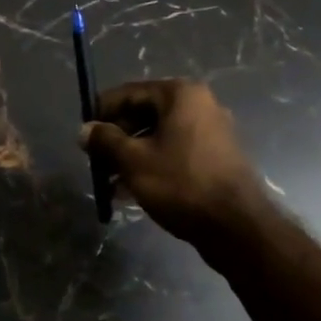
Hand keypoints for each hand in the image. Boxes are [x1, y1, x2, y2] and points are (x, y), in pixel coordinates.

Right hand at [81, 79, 270, 248]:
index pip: (129, 92)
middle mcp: (199, 105)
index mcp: (180, 94)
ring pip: (158, 137)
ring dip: (131, 156)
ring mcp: (211, 132)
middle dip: (116, 138)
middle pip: (144, 114)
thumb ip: (105, 141)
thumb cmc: (181, 184)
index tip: (83, 133)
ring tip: (108, 184)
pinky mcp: (216, 158)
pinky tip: (130, 192)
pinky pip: (175, 153)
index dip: (102, 112)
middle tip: (95, 161)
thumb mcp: (134, 161)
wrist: (237, 227)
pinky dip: (152, 166)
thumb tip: (84, 130)